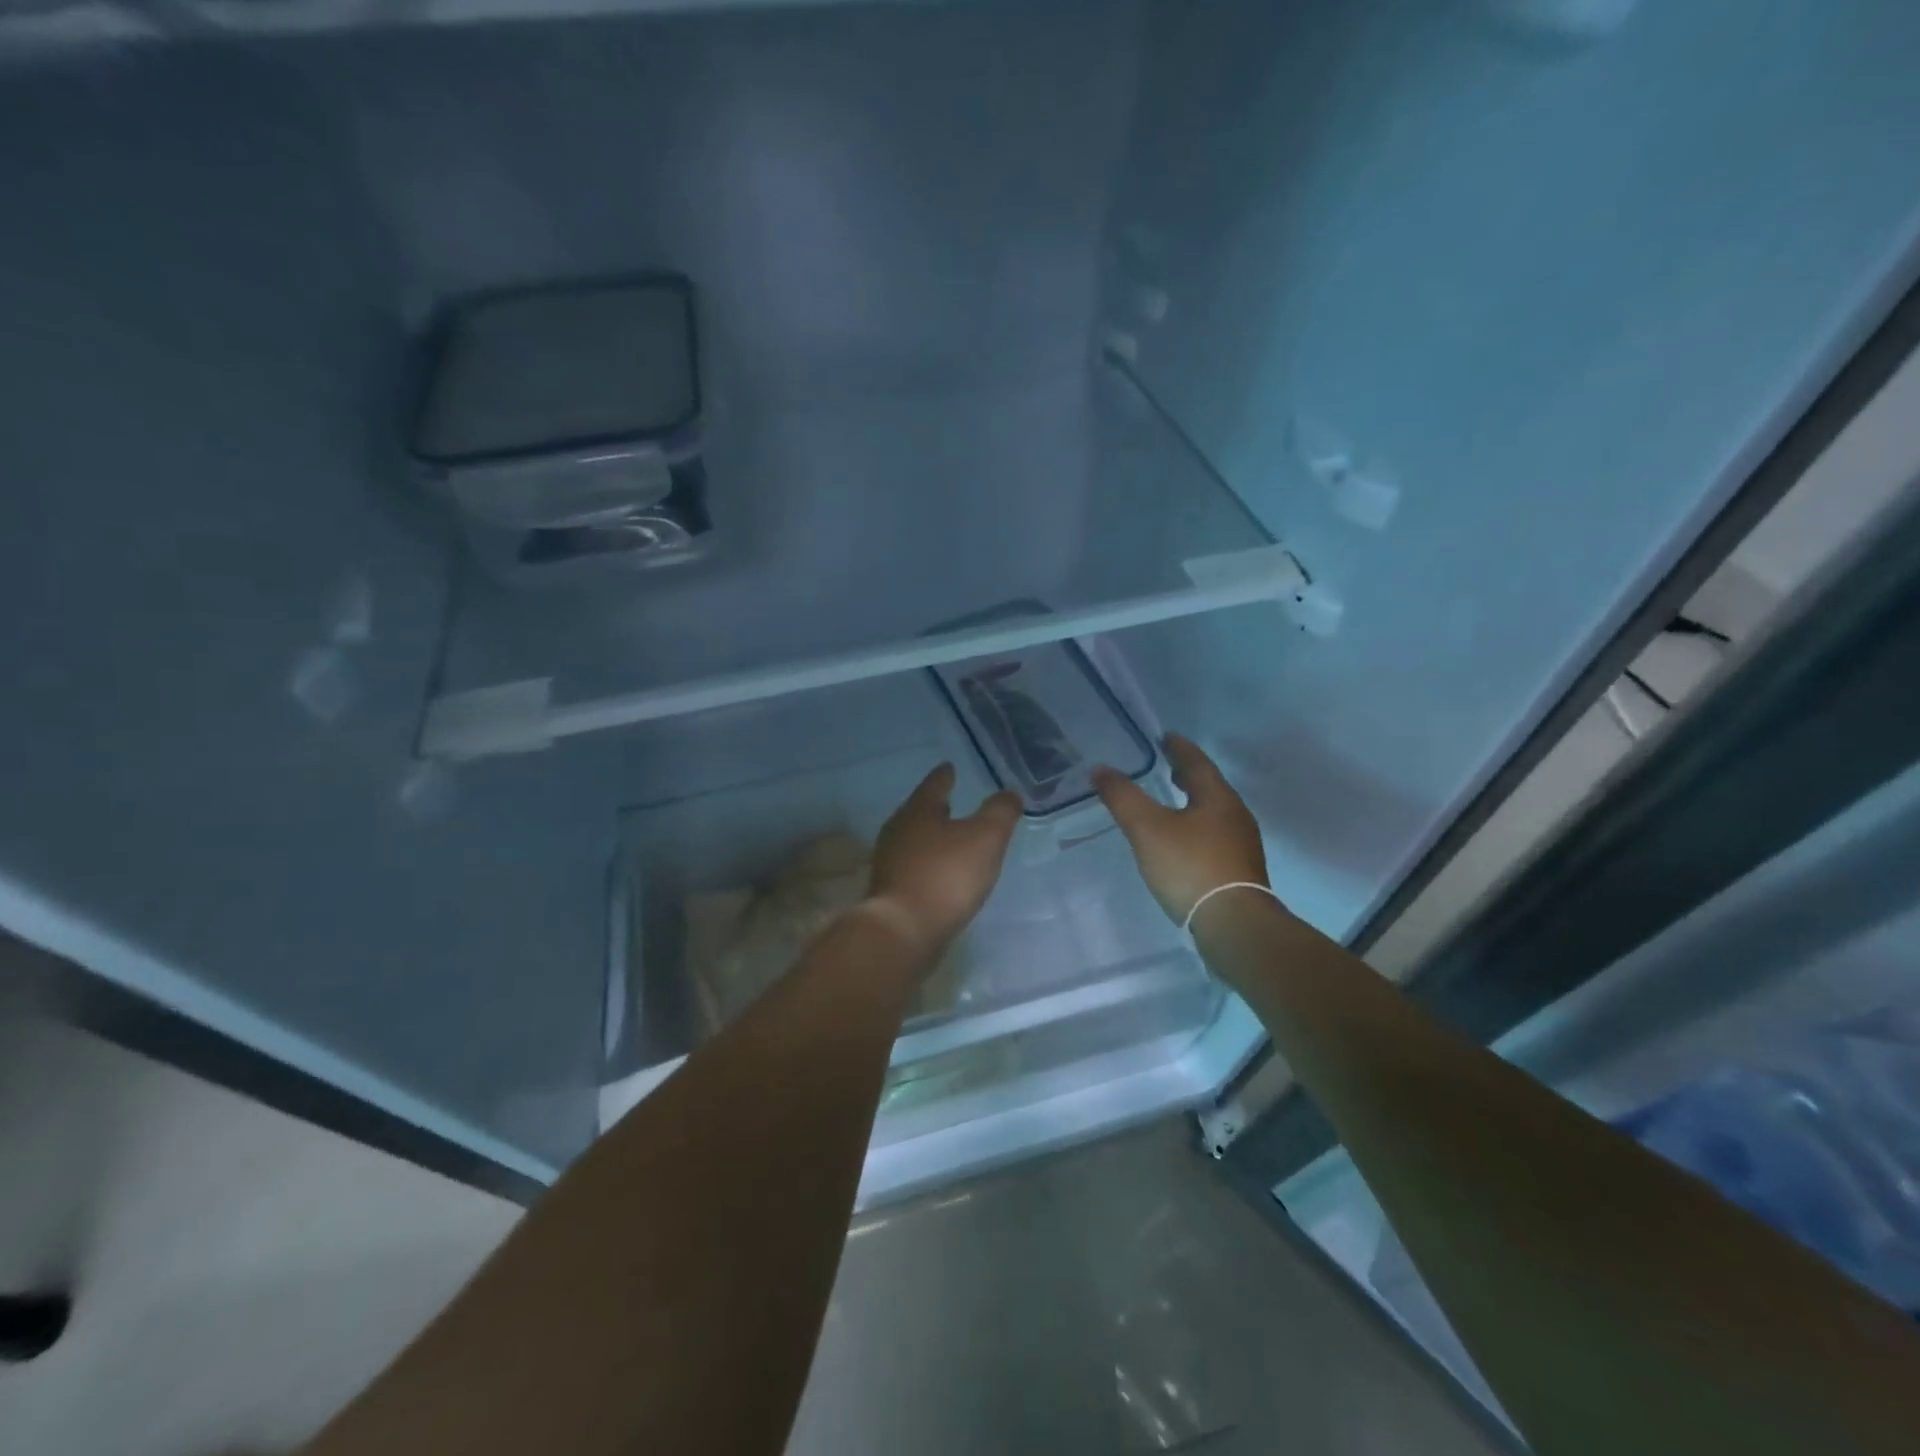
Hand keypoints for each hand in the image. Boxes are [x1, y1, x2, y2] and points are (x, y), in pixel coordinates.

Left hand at [867, 764, 1021, 956]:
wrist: (904, 930)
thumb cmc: (946, 875)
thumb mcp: (985, 838)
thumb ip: (1000, 813)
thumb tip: (1011, 793)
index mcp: (918, 811)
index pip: (934, 784)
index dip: (945, 775)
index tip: (949, 766)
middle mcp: (898, 830)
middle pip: (918, 811)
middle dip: (934, 807)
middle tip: (949, 801)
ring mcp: (889, 862)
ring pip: (913, 839)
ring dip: (930, 837)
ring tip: (948, 838)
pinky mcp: (889, 891)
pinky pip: (911, 867)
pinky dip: (926, 864)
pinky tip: (939, 873)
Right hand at [1092, 733, 1270, 924]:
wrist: (1234, 924)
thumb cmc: (1190, 867)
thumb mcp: (1147, 829)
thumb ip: (1123, 797)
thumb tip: (1100, 769)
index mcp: (1217, 797)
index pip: (1197, 762)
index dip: (1179, 748)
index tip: (1165, 737)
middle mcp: (1235, 815)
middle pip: (1210, 786)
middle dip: (1188, 775)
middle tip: (1167, 766)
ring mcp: (1242, 844)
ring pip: (1214, 812)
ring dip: (1193, 802)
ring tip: (1172, 802)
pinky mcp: (1240, 870)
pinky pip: (1216, 836)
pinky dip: (1198, 827)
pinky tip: (1184, 841)